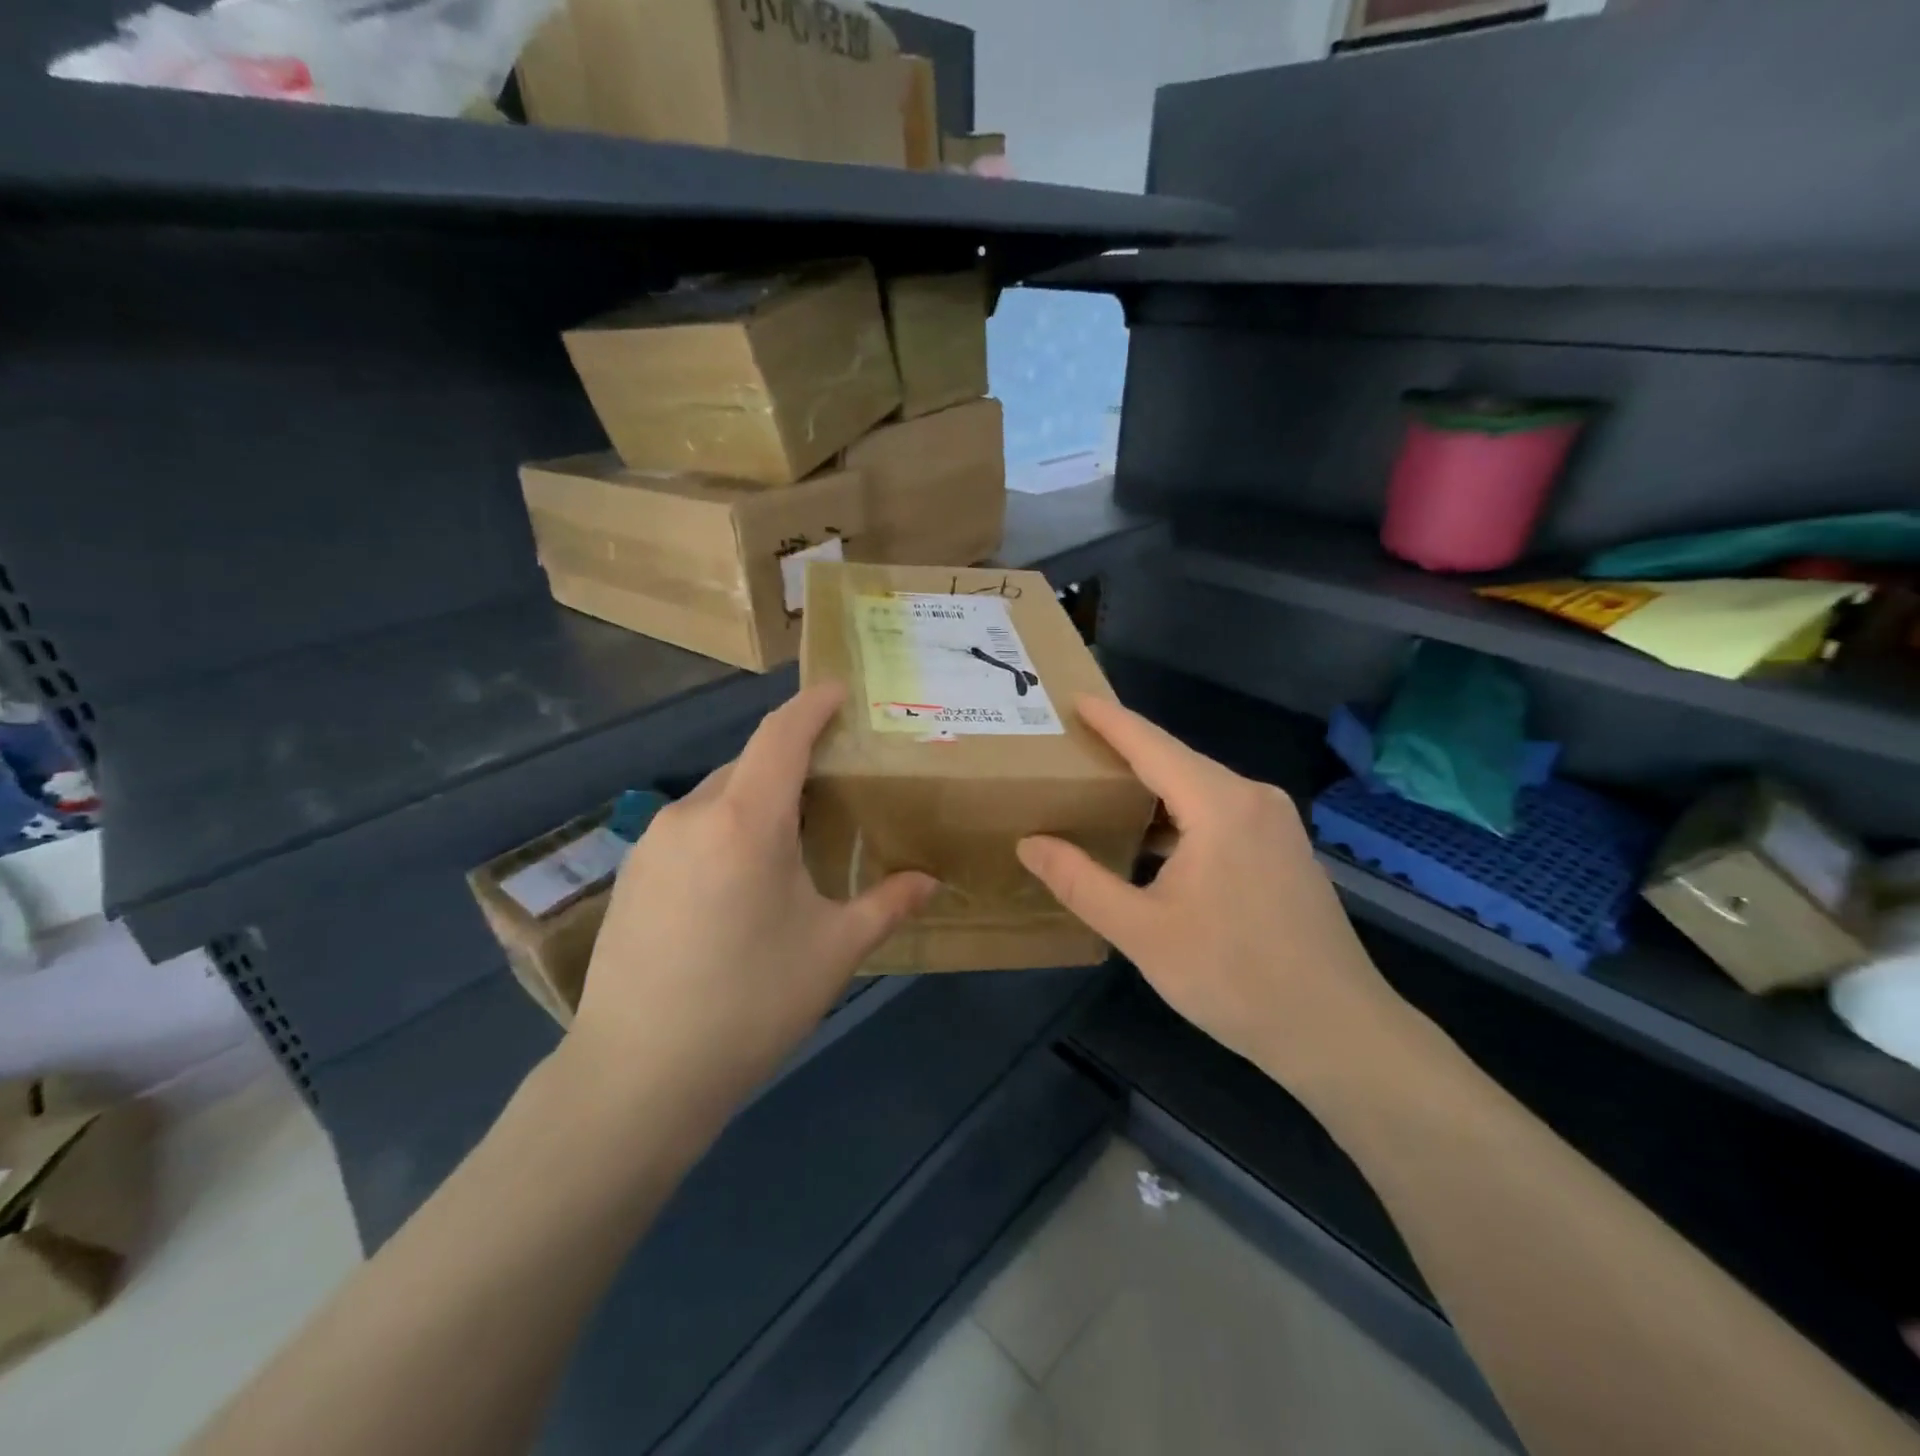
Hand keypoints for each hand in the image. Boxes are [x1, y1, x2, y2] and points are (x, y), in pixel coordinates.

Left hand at [565, 686, 936, 1115]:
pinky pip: (690, 829)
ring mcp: (653, 844)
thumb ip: (887, 904)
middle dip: (791, 760)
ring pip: (717, 797)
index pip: (781, 735)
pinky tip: (739, 879)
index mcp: (746, 820)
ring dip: (756, 799)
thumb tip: (931, 882)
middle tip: (832, 783)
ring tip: (790, 837)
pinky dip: (724, 829)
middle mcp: (693, 815)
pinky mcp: (631, 875)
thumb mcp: (834, 951)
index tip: (837, 691)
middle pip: (750, 764)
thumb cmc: (751, 1003)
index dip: (811, 705)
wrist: (638, 1076)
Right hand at [1017, 697, 1404, 1088]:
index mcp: (1221, 805)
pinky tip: (1150, 836)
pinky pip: (1220, 813)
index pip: (1152, 745)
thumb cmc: (1233, 977)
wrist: (1336, 1031)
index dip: (1109, 721)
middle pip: (1176, 762)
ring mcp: (1276, 825)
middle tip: (1072, 745)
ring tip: (1100, 786)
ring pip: (1200, 789)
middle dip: (1125, 751)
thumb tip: (1030, 843)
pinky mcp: (1283, 850)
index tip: (1072, 698)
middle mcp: (1254, 799)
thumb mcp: (1142, 932)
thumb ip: (1080, 882)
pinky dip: (1179, 815)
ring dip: (1151, 787)